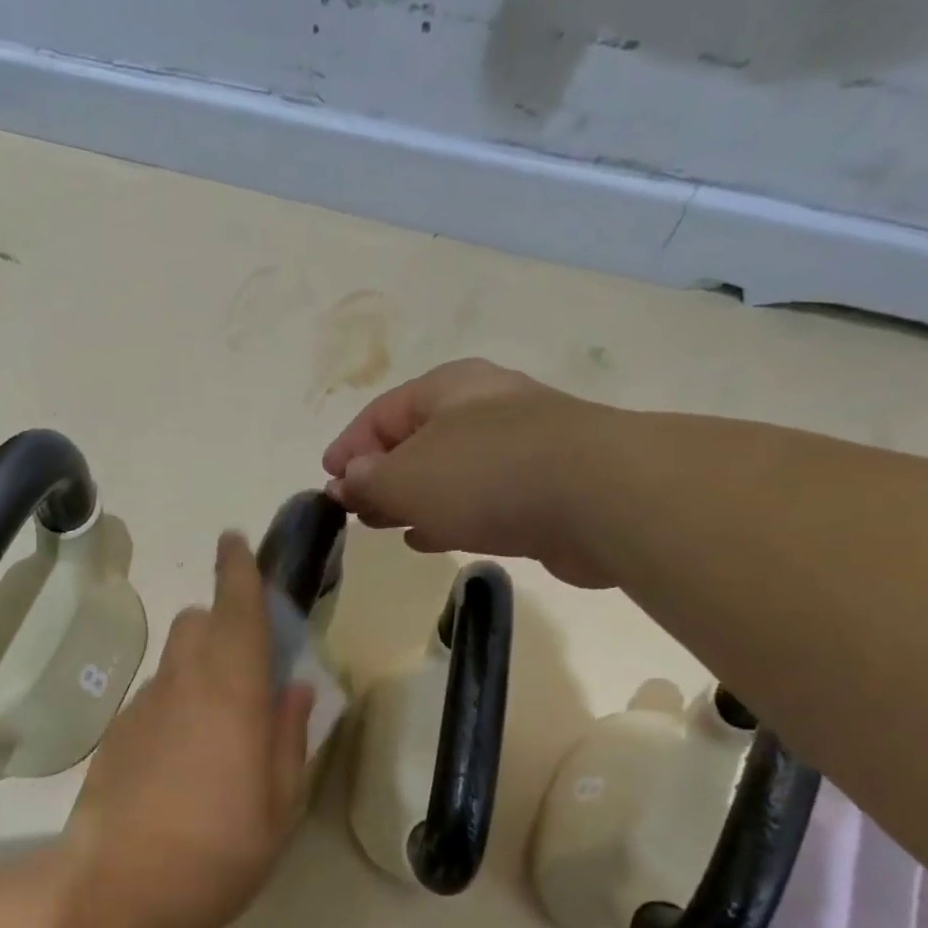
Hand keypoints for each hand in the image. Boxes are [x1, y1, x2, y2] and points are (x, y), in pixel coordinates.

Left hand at [53, 533, 314, 927]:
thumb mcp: (277, 809)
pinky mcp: (116, 734)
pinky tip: (184, 754)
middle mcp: (184, 686)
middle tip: (250, 660)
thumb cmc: (214, 858)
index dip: (238, 571)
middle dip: (223, 620)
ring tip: (221, 719)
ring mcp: (143, 708)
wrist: (110, 895)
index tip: (235, 541)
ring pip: (175, 659)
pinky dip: (177, 699)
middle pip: (198, 623)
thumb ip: (290, 738)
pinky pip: (156, 695)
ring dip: (201, 662)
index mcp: (233, 697)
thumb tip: (297, 689)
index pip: (237, 612)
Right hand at [322, 358, 616, 586]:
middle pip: (415, 441)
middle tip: (353, 509)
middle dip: (379, 475)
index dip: (349, 447)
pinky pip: (478, 500)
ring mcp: (518, 448)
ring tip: (383, 525)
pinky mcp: (542, 489)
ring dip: (411, 498)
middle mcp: (483, 409)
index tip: (327, 482)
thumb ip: (367, 480)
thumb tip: (346, 481)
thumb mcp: (405, 477)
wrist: (600, 497)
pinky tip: (427, 538)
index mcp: (447, 390)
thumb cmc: (485, 473)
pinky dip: (446, 515)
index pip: (381, 413)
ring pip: (446, 473)